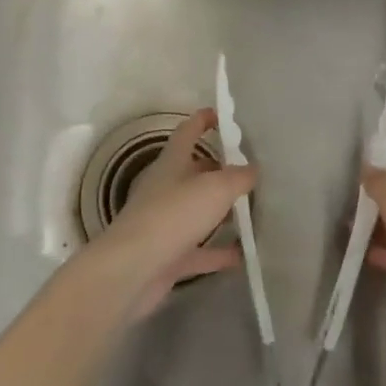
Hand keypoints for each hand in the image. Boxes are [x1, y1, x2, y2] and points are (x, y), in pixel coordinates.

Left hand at [91, 108, 253, 318]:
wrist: (133, 269)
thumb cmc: (173, 215)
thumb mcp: (215, 188)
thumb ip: (238, 177)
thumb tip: (252, 169)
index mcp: (172, 163)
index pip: (187, 132)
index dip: (203, 120)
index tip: (221, 115)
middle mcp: (166, 189)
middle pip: (195, 172)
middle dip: (219, 169)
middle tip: (251, 170)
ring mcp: (166, 224)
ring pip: (198, 212)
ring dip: (222, 212)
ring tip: (253, 211)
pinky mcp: (169, 256)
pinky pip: (200, 250)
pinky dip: (220, 252)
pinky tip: (244, 255)